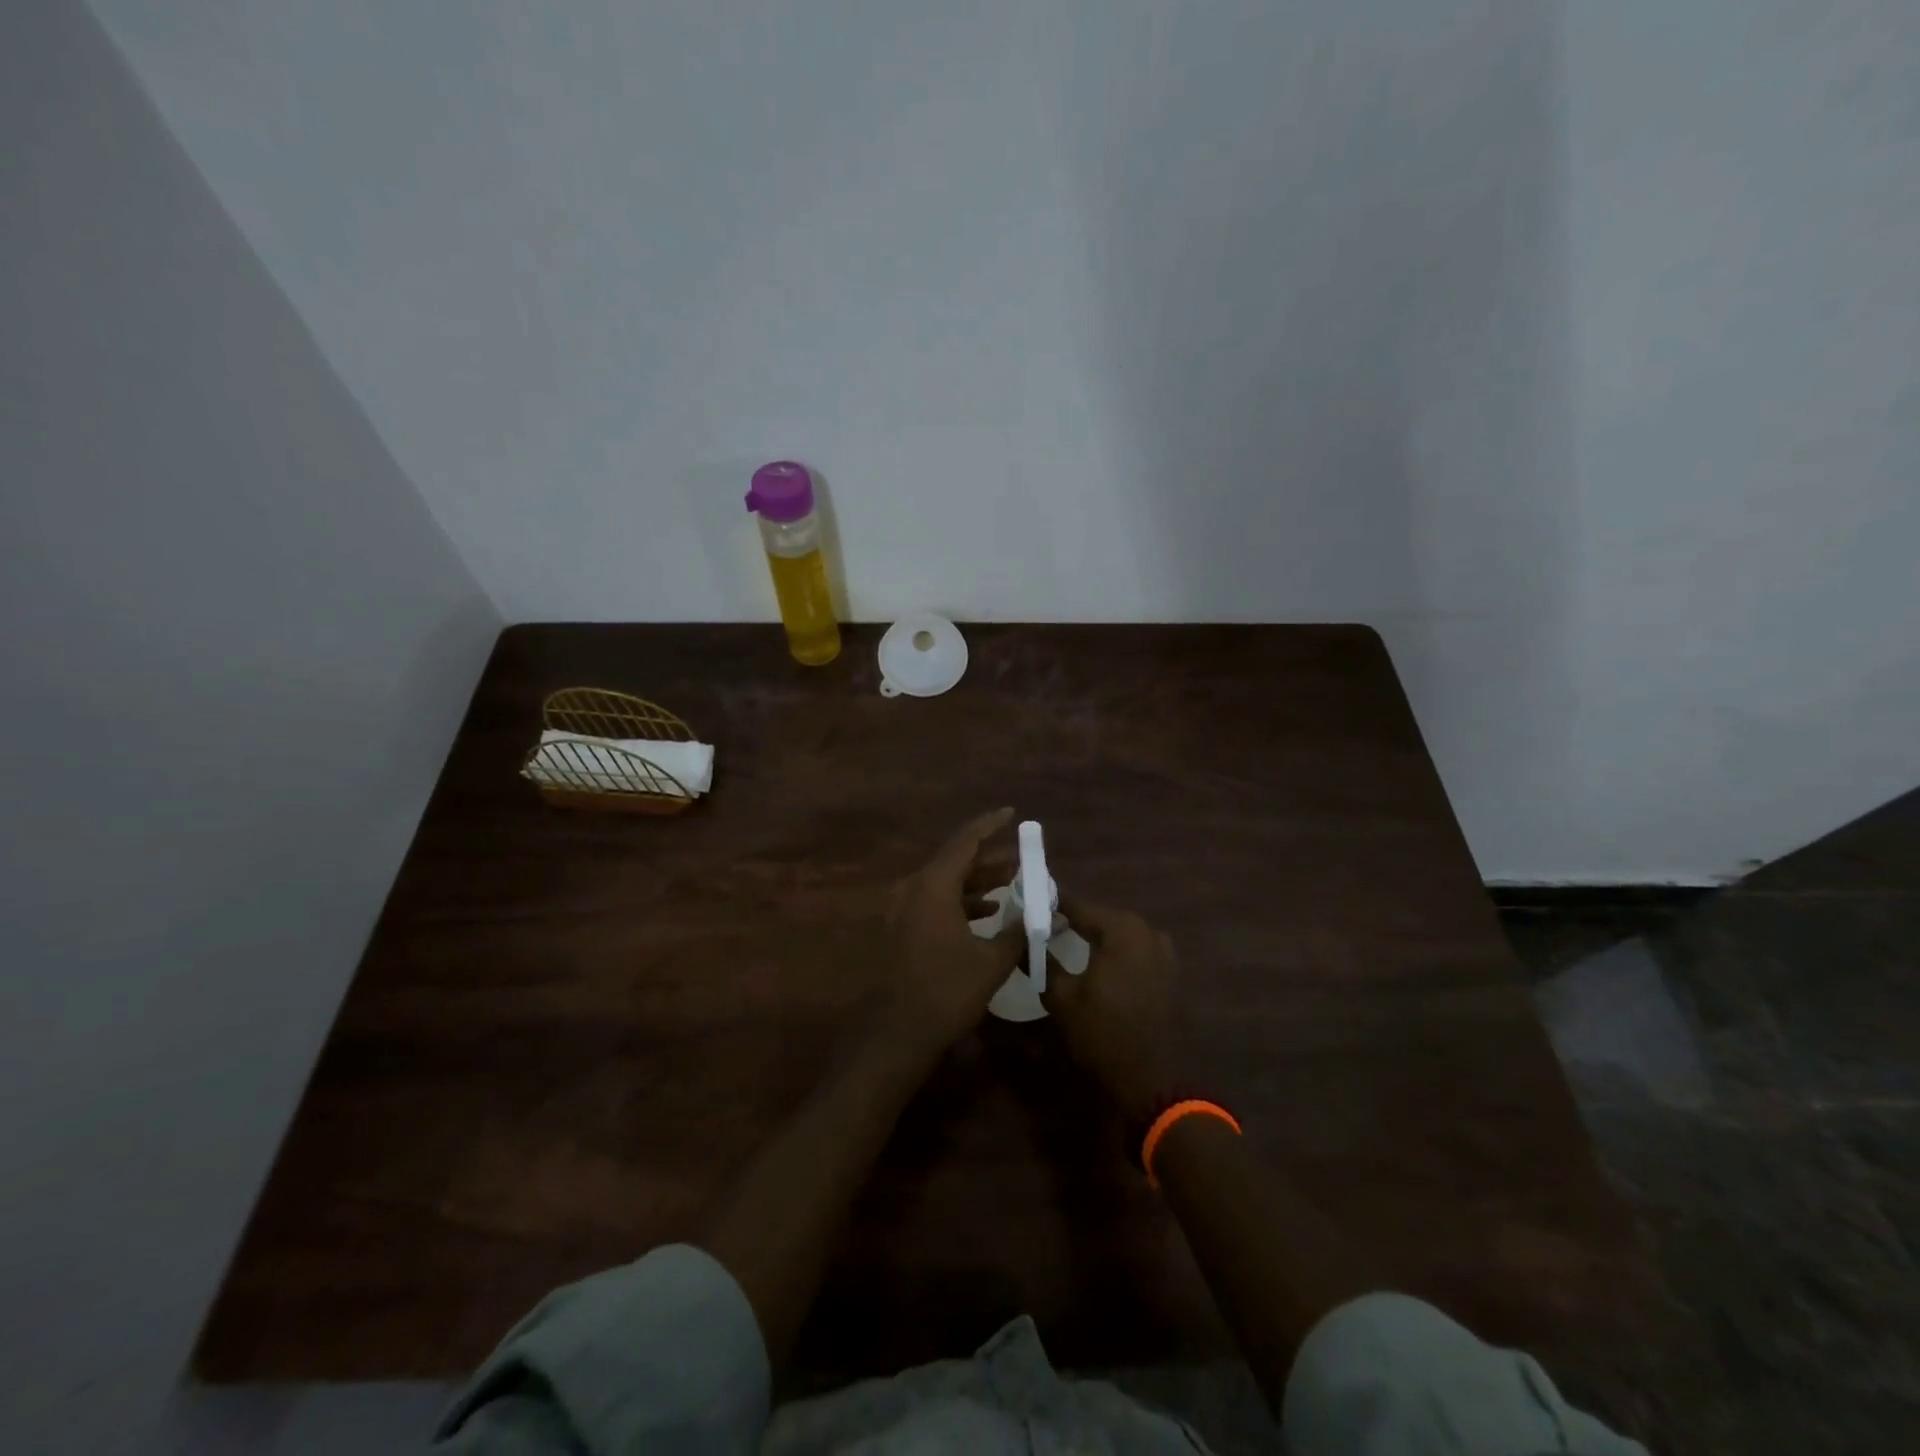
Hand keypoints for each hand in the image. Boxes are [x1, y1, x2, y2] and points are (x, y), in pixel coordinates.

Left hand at [881, 808, 1023, 1057]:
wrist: (897, 1033)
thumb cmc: (946, 991)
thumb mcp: (991, 962)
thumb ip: (1020, 933)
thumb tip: (1050, 915)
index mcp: (932, 887)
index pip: (965, 842)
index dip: (990, 825)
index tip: (1012, 813)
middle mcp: (914, 889)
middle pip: (956, 862)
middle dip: (991, 859)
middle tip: (1023, 859)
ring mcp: (905, 910)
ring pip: (947, 883)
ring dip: (979, 882)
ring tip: (1013, 885)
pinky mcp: (904, 929)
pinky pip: (937, 902)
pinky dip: (964, 902)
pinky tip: (989, 913)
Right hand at [1041, 895, 1178, 1119]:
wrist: (1149, 1079)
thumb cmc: (1101, 1033)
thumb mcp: (1060, 996)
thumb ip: (1040, 960)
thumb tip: (1022, 939)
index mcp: (1122, 930)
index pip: (1079, 905)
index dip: (1052, 904)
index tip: (1029, 903)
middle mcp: (1147, 931)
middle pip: (1101, 916)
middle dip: (1073, 918)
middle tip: (1044, 924)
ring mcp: (1163, 950)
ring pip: (1119, 932)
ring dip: (1095, 934)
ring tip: (1066, 941)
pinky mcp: (1169, 970)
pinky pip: (1135, 948)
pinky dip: (1114, 950)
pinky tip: (1096, 961)